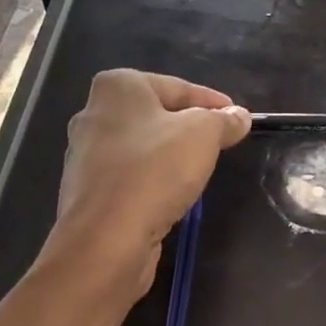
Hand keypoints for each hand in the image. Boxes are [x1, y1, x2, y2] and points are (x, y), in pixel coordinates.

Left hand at [53, 70, 250, 293]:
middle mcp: (94, 114)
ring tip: (199, 171)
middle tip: (220, 144)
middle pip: (155, 116)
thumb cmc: (154, 171)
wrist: (106, 238)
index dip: (212, 102)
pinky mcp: (88, 192)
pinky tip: (170, 197)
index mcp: (117, 87)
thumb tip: (239, 117)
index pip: (177, 87)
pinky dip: (151, 183)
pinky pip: (130, 179)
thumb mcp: (202, 135)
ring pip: (141, 149)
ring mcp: (86, 156)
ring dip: (169, 157)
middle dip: (188, 128)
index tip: (238, 118)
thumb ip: (223, 121)